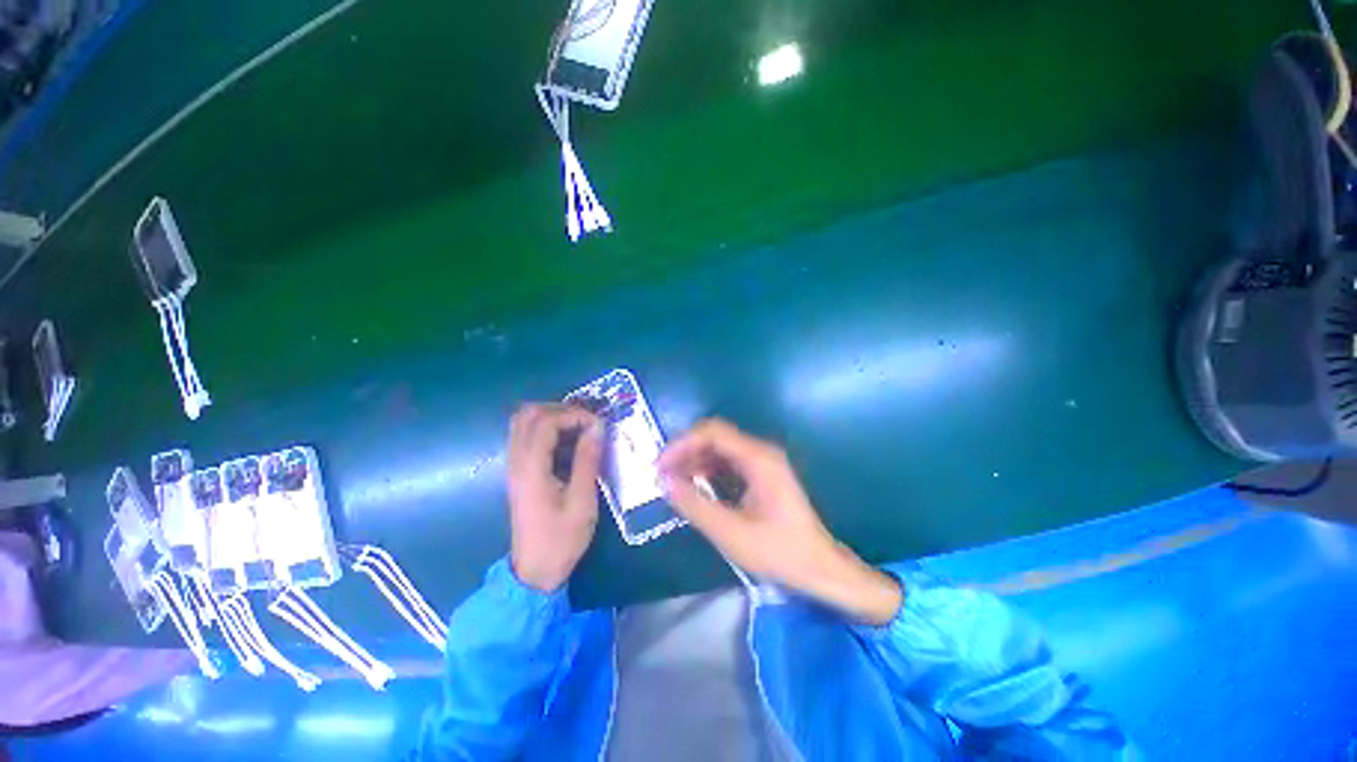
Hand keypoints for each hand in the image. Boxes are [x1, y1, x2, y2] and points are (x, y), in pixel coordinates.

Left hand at [506, 404, 603, 592]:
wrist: (535, 571)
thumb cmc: (561, 539)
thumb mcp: (582, 501)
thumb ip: (587, 460)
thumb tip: (597, 427)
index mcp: (531, 468)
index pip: (546, 421)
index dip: (574, 415)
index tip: (598, 425)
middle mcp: (516, 461)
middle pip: (528, 414)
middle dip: (560, 409)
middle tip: (586, 421)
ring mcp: (514, 466)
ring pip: (523, 422)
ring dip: (551, 416)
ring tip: (579, 427)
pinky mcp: (518, 472)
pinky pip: (525, 436)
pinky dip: (545, 428)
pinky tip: (567, 441)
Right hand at [660, 420, 902, 625]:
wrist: (821, 568)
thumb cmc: (780, 552)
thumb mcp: (731, 533)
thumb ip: (695, 505)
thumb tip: (664, 482)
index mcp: (758, 459)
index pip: (713, 432)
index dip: (682, 444)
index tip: (661, 465)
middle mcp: (761, 452)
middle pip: (715, 437)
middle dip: (686, 452)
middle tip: (662, 474)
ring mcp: (763, 462)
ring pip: (720, 449)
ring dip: (695, 461)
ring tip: (673, 481)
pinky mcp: (762, 474)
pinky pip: (729, 462)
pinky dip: (708, 470)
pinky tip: (695, 486)